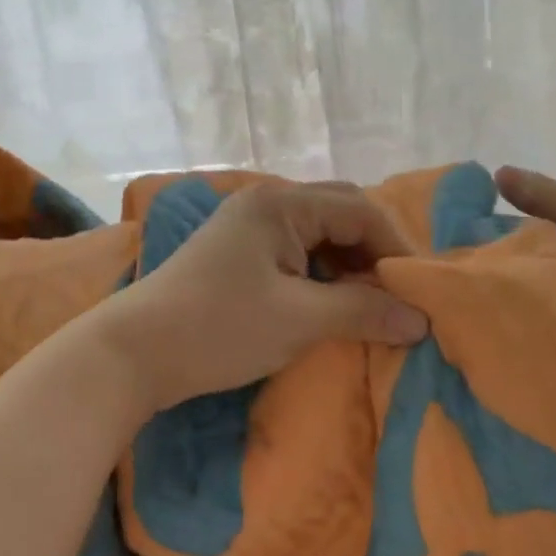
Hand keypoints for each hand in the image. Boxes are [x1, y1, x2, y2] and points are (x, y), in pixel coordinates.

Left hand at [96, 182, 429, 413]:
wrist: (134, 352)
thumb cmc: (219, 328)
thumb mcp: (298, 320)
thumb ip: (364, 312)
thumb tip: (421, 320)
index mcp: (280, 204)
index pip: (359, 210)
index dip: (395, 248)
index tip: (419, 292)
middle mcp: (265, 203)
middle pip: (339, 214)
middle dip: (373, 252)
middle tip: (396, 294)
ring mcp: (248, 227)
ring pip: (318, 234)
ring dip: (348, 265)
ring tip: (369, 304)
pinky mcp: (238, 254)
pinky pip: (295, 252)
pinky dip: (321, 275)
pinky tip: (331, 303)